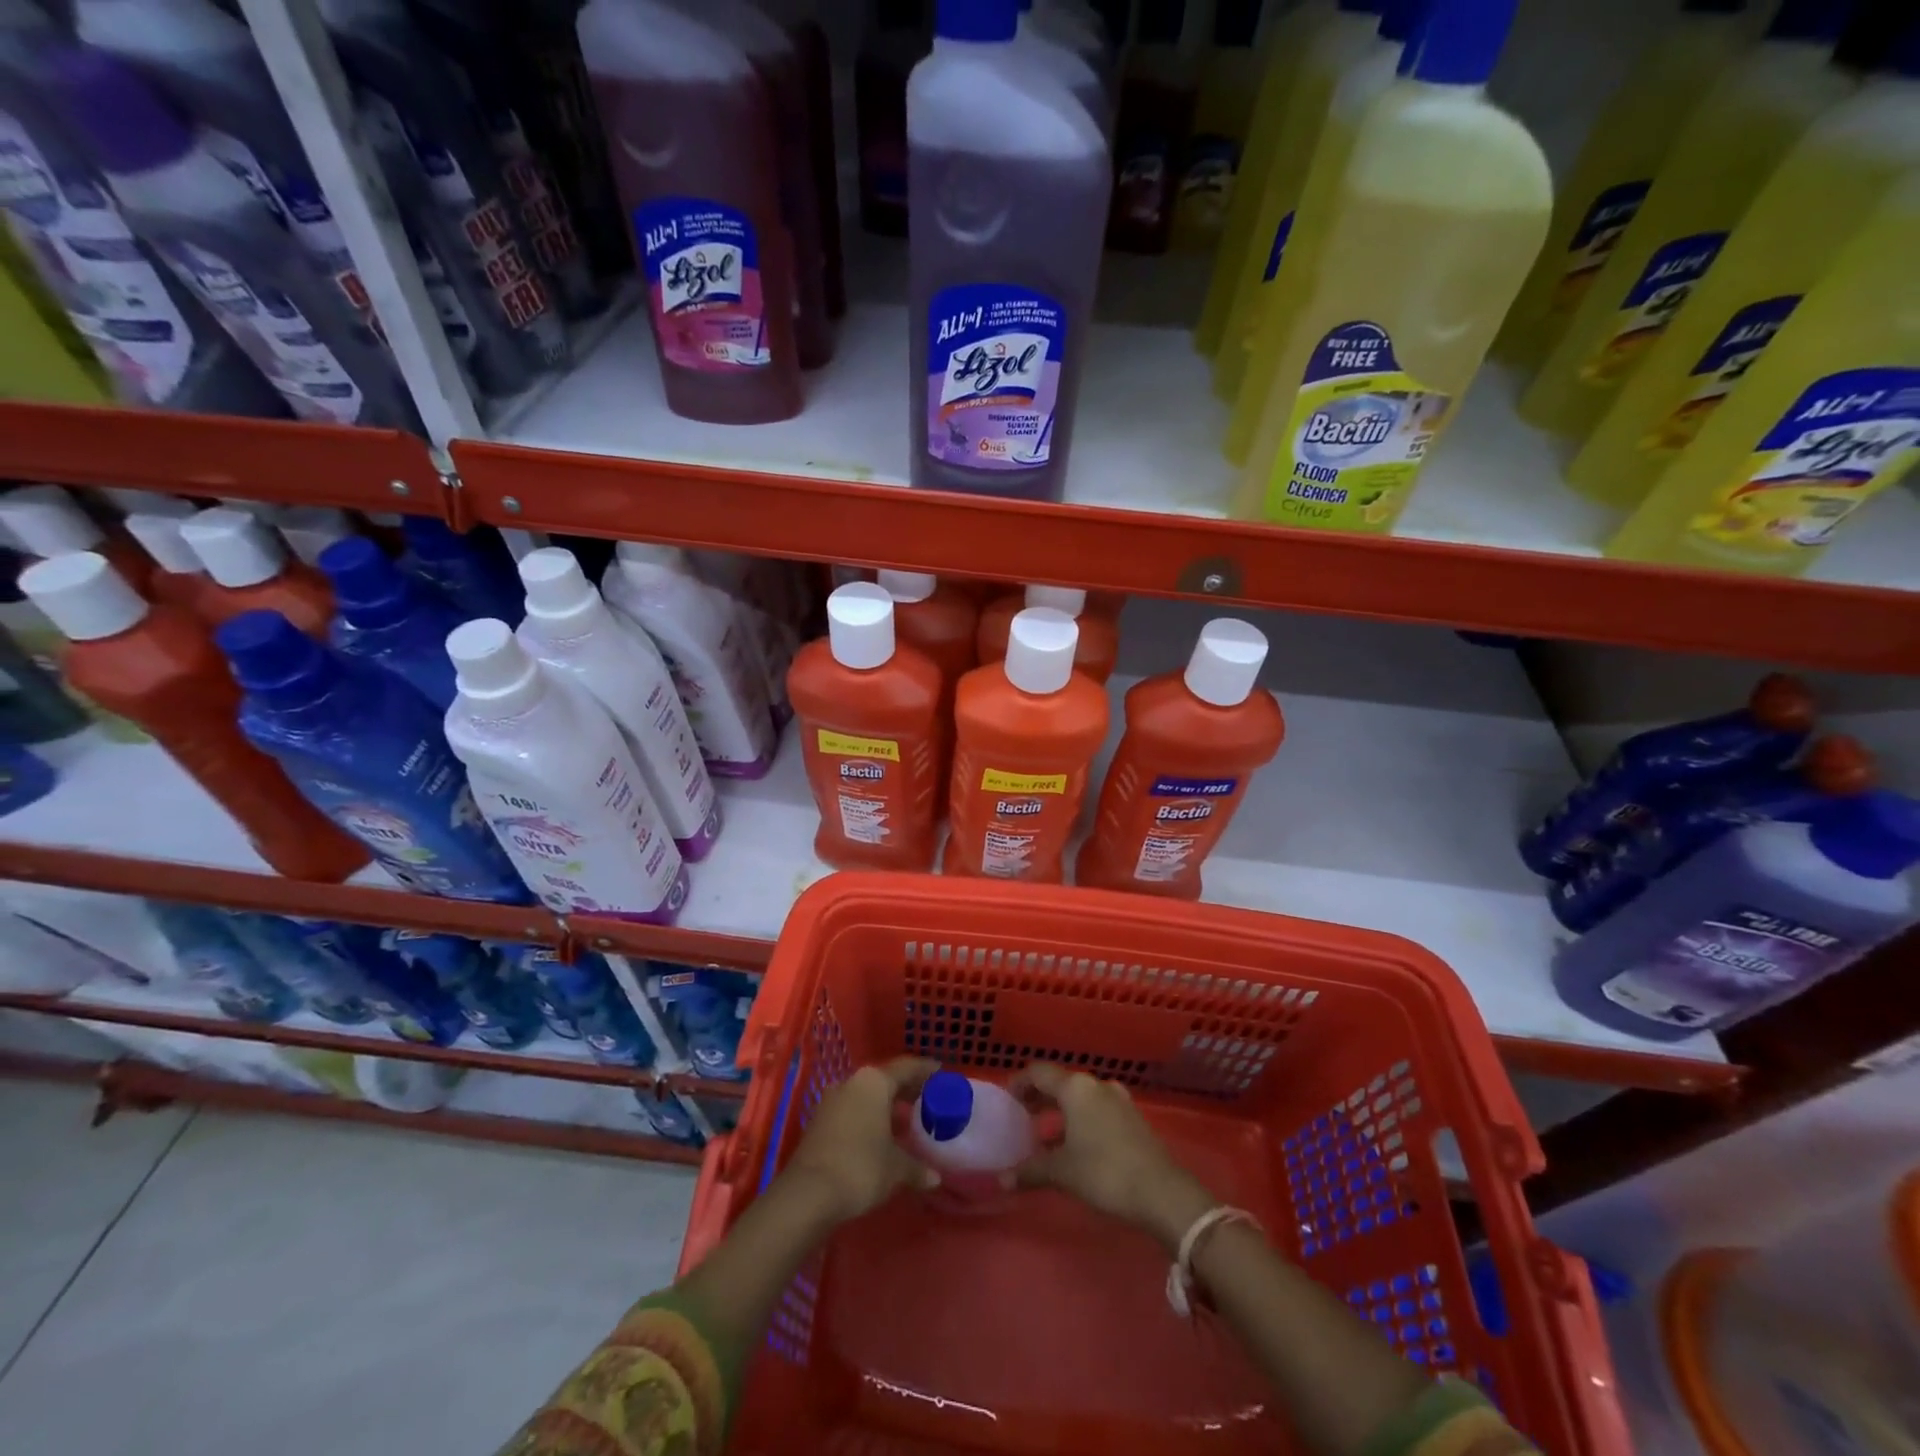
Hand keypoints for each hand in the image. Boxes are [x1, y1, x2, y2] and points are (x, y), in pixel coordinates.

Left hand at [781, 1057, 939, 1223]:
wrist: (807, 1194)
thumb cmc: (860, 1168)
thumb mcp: (896, 1168)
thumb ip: (917, 1167)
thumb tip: (935, 1177)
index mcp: (874, 1082)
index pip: (906, 1068)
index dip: (925, 1070)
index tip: (941, 1072)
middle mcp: (852, 1083)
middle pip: (885, 1079)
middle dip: (906, 1088)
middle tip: (927, 1097)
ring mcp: (832, 1101)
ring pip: (867, 1095)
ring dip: (886, 1105)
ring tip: (905, 1118)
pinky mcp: (819, 1122)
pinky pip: (852, 1110)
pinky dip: (869, 1117)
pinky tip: (880, 1135)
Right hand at [1011, 1062, 1213, 1250]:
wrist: (1162, 1192)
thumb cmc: (1104, 1172)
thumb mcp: (1062, 1172)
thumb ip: (1030, 1171)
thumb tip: (1002, 1179)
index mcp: (1075, 1088)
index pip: (1038, 1072)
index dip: (1019, 1083)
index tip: (1006, 1101)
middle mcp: (1096, 1085)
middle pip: (1060, 1083)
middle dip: (1039, 1098)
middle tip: (1022, 1117)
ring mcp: (1118, 1100)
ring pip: (1080, 1097)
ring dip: (1060, 1110)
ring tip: (1045, 1134)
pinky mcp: (1132, 1118)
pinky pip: (1096, 1109)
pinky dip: (1079, 1119)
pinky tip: (1075, 1145)